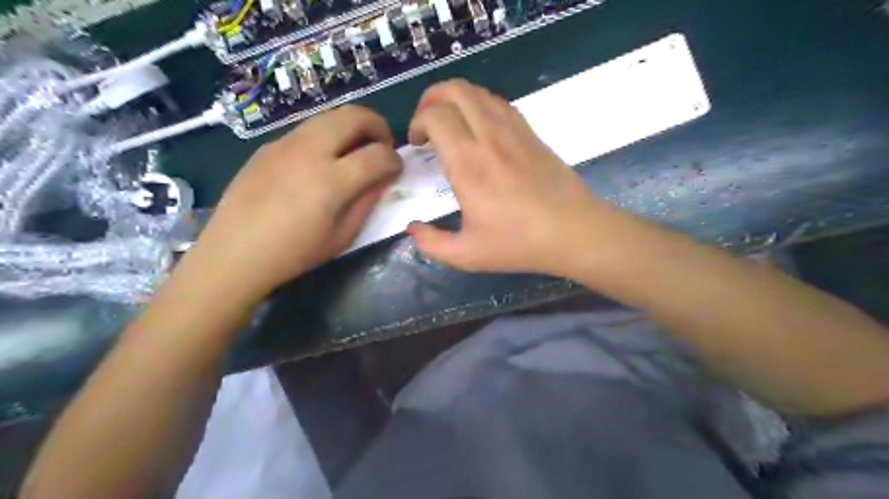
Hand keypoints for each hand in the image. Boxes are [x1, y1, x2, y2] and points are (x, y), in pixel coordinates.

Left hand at [185, 106, 405, 299]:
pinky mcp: (269, 145)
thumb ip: (367, 201)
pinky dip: (327, 135)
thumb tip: (384, 178)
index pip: (378, 154)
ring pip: (329, 115)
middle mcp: (310, 152)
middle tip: (382, 145)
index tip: (397, 169)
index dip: (395, 159)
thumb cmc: (295, 252)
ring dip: (352, 126)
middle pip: (354, 116)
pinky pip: (307, 128)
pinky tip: (322, 160)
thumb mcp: (342, 236)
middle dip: (378, 126)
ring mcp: (286, 143)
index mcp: (331, 181)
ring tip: (355, 149)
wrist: (235, 252)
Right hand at [406, 82, 615, 276]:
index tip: (416, 144)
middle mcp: (488, 137)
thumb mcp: (467, 255)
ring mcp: (514, 131)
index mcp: (468, 164)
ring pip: (478, 92)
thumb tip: (412, 229)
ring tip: (449, 121)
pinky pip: (500, 103)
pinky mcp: (531, 133)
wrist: (573, 231)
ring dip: (456, 98)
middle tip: (426, 122)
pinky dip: (480, 104)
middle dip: (431, 98)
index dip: (418, 122)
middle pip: (455, 90)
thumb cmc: (519, 243)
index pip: (435, 116)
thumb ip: (431, 244)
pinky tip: (479, 127)